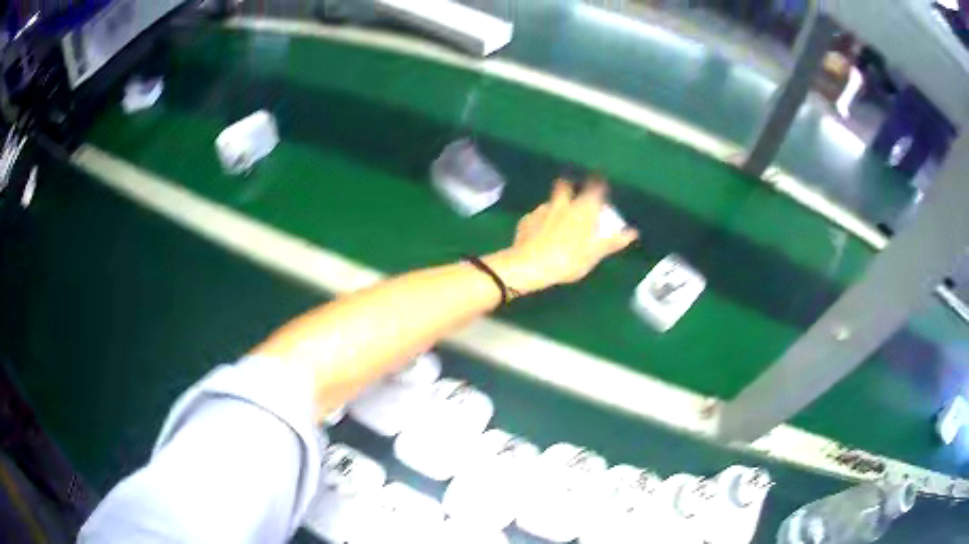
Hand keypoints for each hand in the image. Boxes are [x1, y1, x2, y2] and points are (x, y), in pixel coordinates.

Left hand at [486, 178, 638, 294]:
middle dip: (570, 186)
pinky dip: (539, 222)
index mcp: (583, 208)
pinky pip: (535, 217)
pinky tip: (539, 234)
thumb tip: (633, 232)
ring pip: (550, 201)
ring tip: (556, 220)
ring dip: (554, 206)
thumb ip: (613, 241)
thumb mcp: (594, 254)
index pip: (594, 187)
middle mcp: (562, 203)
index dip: (597, 183)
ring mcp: (541, 210)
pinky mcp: (525, 220)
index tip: (599, 182)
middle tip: (573, 196)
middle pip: (565, 185)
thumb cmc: (568, 259)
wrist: (530, 265)